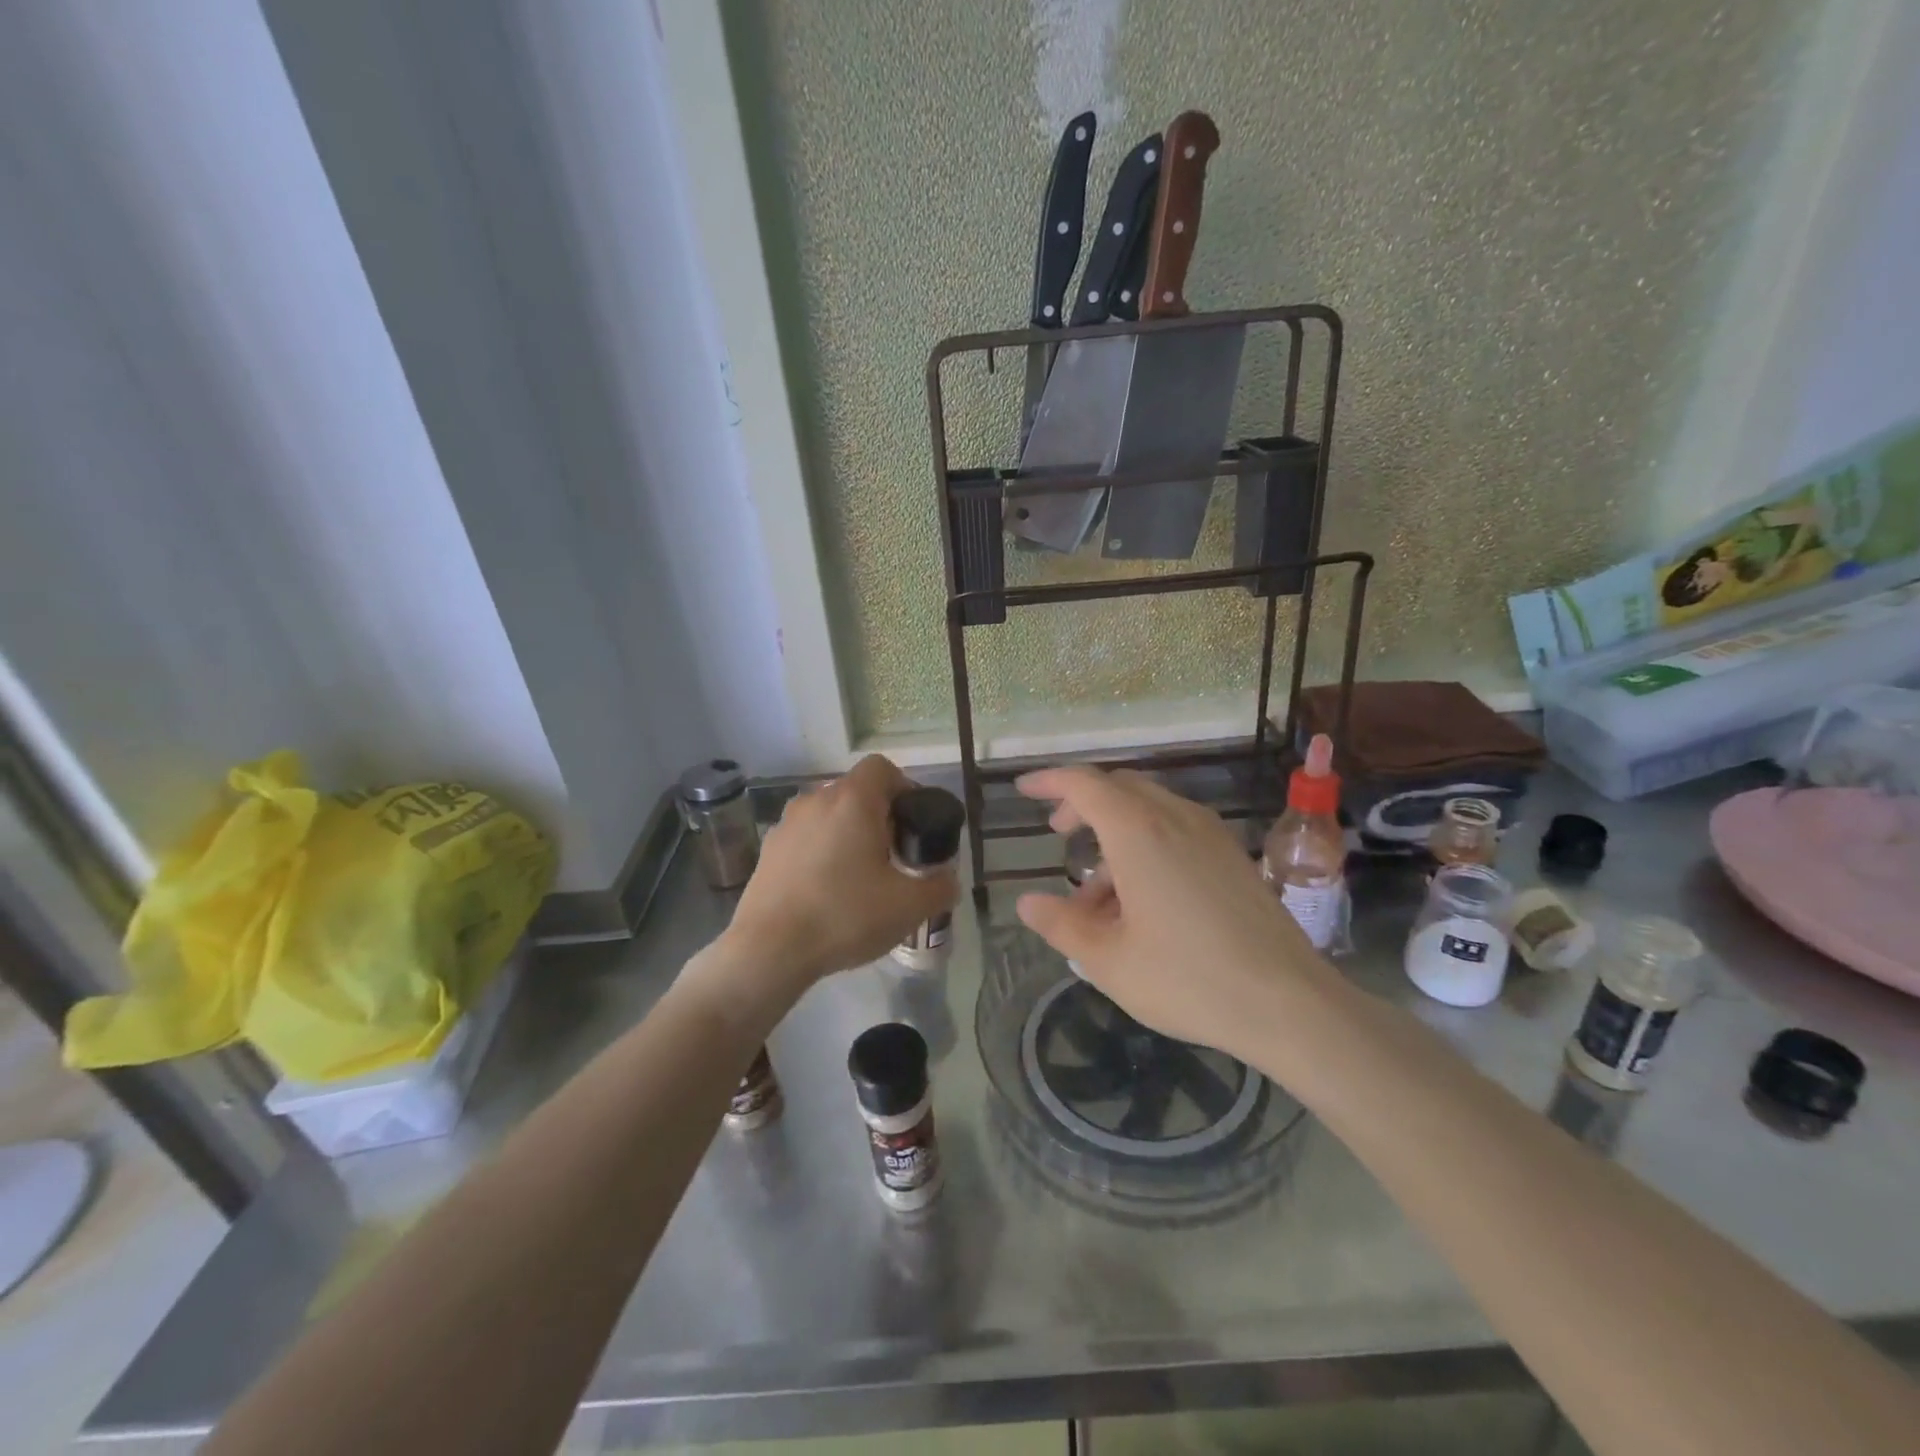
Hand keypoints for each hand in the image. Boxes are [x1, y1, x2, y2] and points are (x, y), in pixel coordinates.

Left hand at [725, 755, 957, 987]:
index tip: (911, 824)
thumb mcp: (908, 907)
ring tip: (858, 877)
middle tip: (893, 856)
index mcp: (852, 800)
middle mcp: (816, 800)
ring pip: (828, 816)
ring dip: (847, 835)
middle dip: (878, 817)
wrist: (769, 949)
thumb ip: (939, 888)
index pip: (881, 768)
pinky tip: (825, 892)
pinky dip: (820, 853)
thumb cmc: (845, 915)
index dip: (903, 788)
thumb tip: (948, 881)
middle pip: (855, 792)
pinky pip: (805, 839)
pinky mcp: (767, 850)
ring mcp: (786, 824)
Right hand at [1014, 766, 1329, 1060]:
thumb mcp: (1108, 960)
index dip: (1050, 781)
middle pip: (1119, 788)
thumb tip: (1027, 903)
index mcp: (1138, 832)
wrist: (1289, 1003)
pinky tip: (1142, 900)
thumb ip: (1061, 925)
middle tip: (1059, 834)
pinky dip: (1146, 845)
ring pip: (1149, 810)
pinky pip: (1177, 830)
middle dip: (1082, 804)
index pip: (1084, 784)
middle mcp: (1176, 818)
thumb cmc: (1188, 978)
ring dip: (1115, 833)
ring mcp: (1211, 834)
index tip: (1025, 790)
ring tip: (1097, 895)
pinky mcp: (1233, 856)